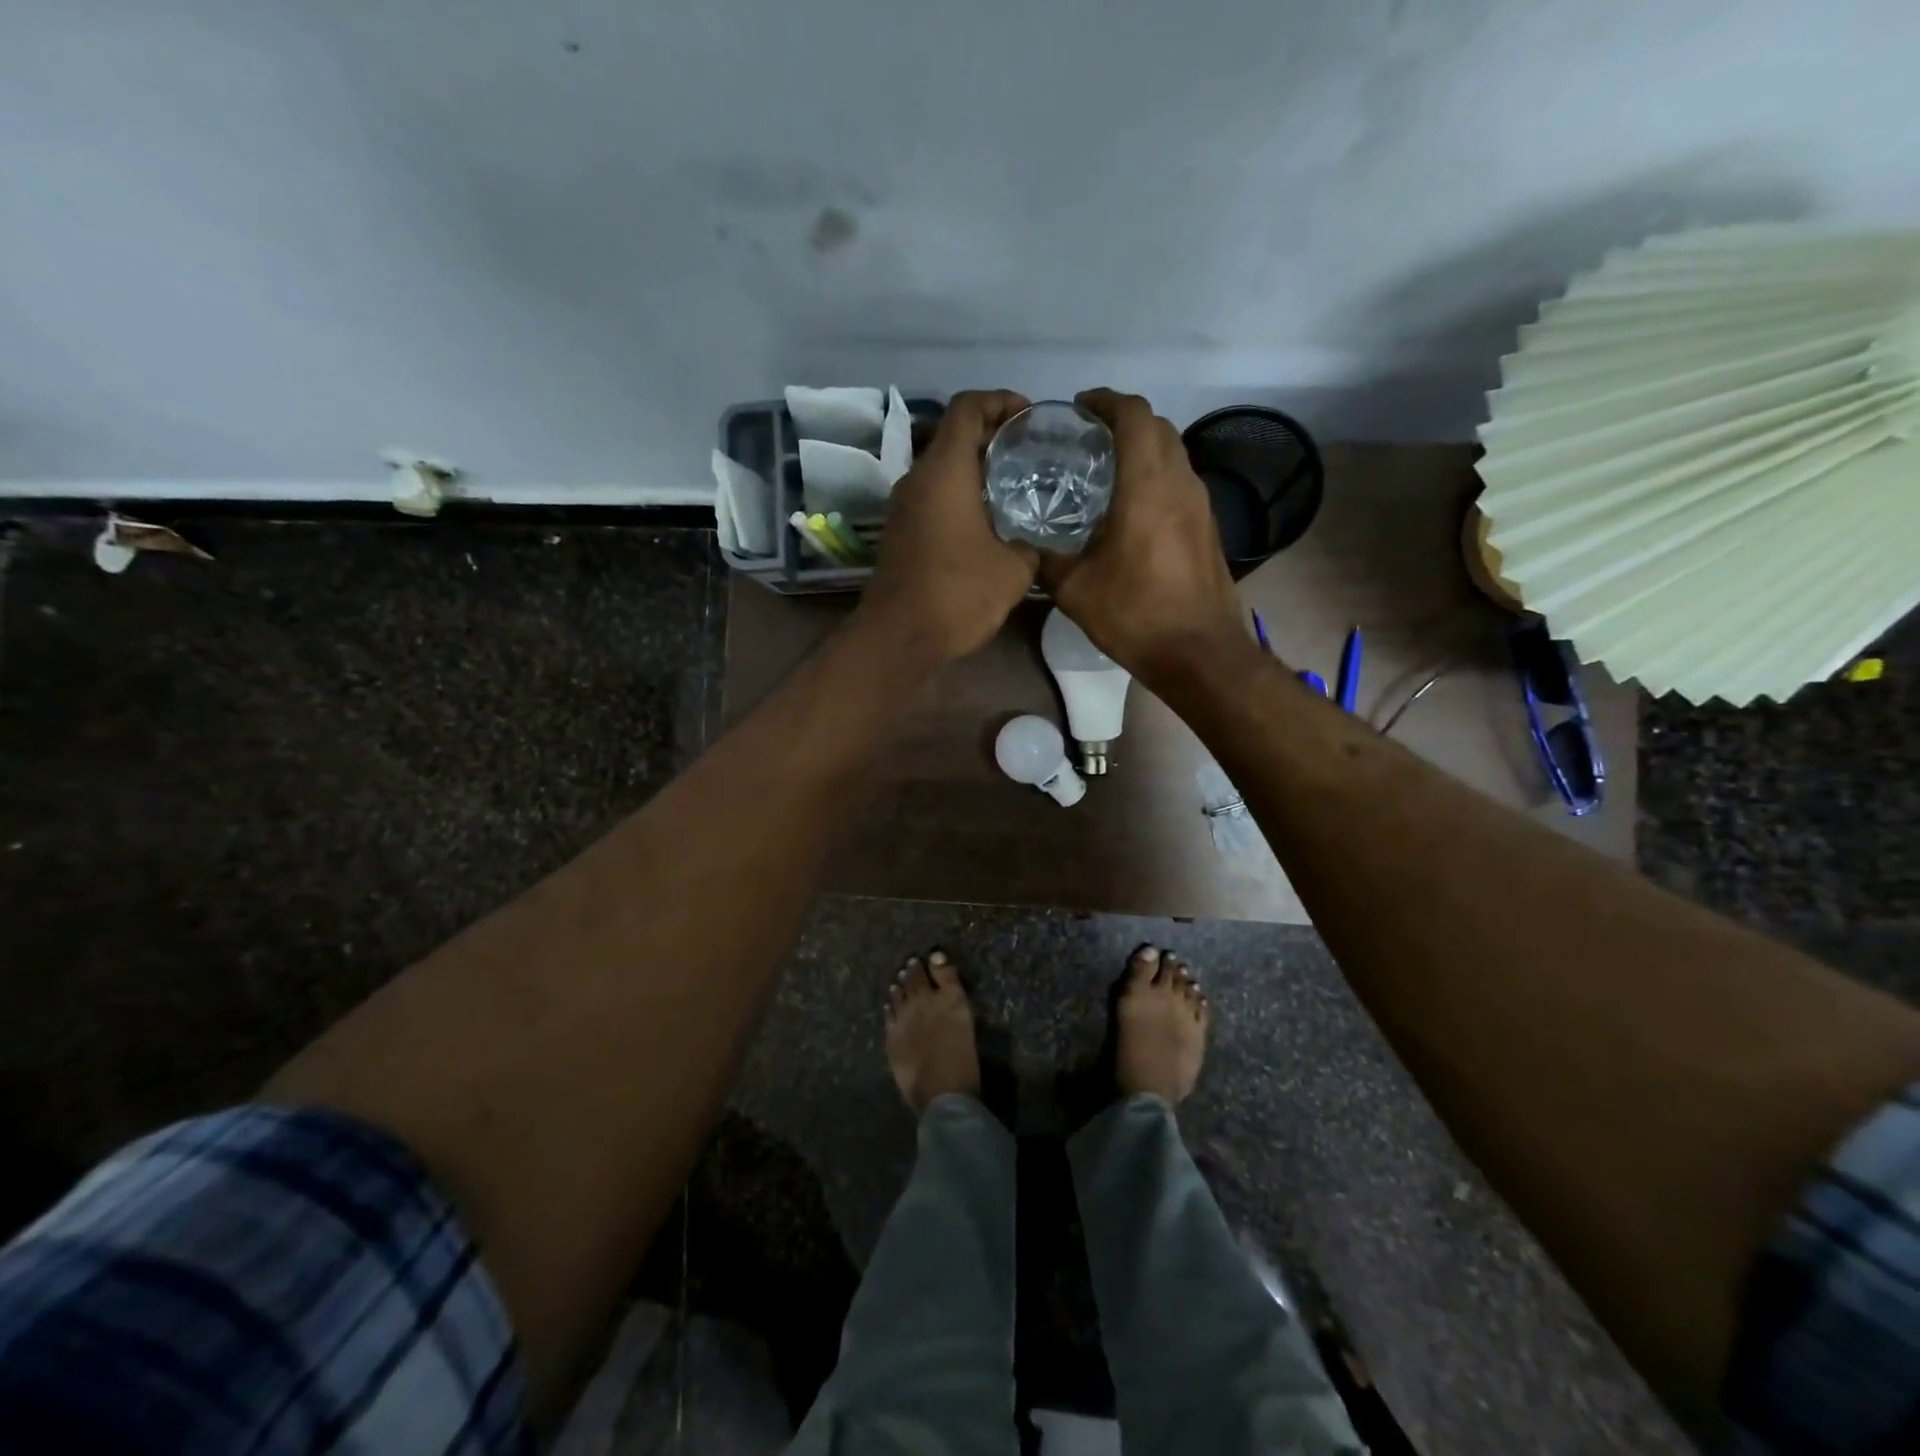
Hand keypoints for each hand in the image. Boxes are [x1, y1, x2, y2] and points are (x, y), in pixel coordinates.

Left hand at [858, 390, 1037, 662]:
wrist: (900, 638)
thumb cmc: (958, 594)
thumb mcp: (1014, 570)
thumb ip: (1030, 545)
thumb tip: (1032, 544)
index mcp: (944, 471)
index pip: (967, 408)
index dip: (1000, 401)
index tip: (1029, 416)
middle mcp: (917, 480)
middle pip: (953, 436)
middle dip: (992, 435)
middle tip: (1030, 451)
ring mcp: (903, 508)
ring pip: (942, 470)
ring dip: (975, 469)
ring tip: (1015, 484)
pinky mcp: (900, 534)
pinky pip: (934, 498)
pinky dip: (960, 496)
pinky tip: (989, 521)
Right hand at [1039, 389, 1247, 684]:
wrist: (1200, 653)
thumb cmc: (1136, 615)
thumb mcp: (1075, 590)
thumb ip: (1046, 560)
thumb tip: (1026, 548)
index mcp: (1147, 485)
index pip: (1134, 415)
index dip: (1106, 401)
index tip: (1080, 408)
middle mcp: (1180, 483)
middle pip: (1158, 427)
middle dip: (1124, 421)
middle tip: (1088, 439)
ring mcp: (1201, 505)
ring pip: (1174, 454)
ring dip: (1144, 449)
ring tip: (1107, 470)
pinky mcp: (1208, 528)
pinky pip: (1181, 483)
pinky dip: (1157, 477)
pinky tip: (1132, 508)